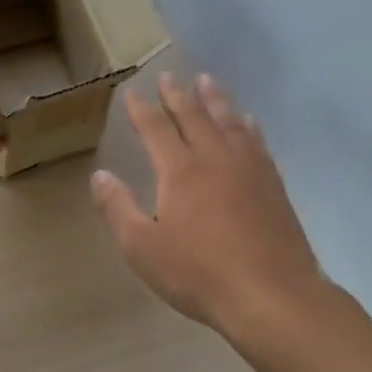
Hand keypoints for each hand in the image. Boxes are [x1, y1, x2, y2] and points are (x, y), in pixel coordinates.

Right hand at [93, 74, 325, 338]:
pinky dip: (247, 125)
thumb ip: (118, 208)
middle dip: (178, 95)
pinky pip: (256, 142)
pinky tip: (247, 122)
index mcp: (180, 170)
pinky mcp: (272, 184)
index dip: (142, 109)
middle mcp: (215, 158)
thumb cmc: (198, 273)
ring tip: (206, 81)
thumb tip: (99, 175)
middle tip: (169, 76)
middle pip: (194, 116)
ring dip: (214, 99)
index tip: (132, 92)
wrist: (272, 295)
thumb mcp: (142, 247)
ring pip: (228, 122)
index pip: (156, 129)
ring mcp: (248, 169)